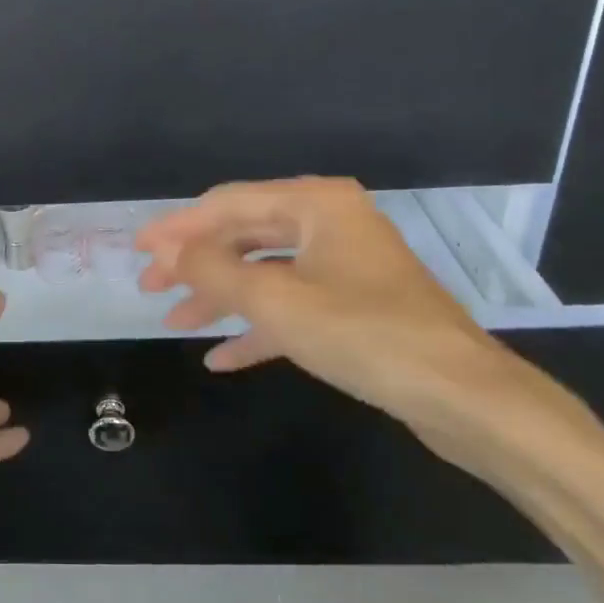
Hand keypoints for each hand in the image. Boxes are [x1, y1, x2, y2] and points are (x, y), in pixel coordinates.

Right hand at [136, 177, 561, 469]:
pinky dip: (256, 326)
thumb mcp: (276, 301)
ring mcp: (343, 265)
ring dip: (219, 296)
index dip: (178, 227)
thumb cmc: (365, 334)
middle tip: (148, 288)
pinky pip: (291, 305)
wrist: (465, 400)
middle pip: (244, 235)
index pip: (228, 204)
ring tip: (174, 321)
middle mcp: (329, 222)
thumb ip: (214, 270)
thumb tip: (169, 251)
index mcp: (316, 203)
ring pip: (265, 272)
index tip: (138, 250)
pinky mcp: (353, 306)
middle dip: (196, 263)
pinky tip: (220, 356)